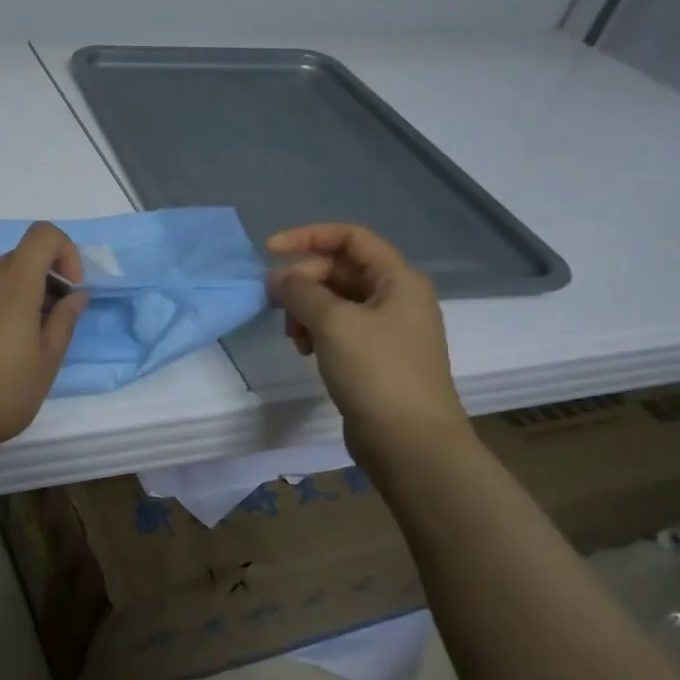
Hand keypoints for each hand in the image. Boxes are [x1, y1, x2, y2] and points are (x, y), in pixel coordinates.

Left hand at [0, 222, 89, 457]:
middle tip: (57, 319)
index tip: (72, 288)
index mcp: (15, 285)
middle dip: (48, 276)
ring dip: (25, 292)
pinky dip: (2, 305)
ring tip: (31, 338)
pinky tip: (2, 347)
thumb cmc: (6, 390)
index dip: (65, 251)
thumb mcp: (48, 359)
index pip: (42, 234)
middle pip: (23, 256)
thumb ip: (65, 319)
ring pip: (2, 276)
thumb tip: (76, 294)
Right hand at [266, 223, 469, 462]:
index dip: (308, 236)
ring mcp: (386, 329)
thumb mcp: (334, 323)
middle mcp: (396, 297)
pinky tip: (305, 350)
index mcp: (398, 280)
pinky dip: (316, 331)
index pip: (350, 237)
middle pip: (340, 269)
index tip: (269, 250)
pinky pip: (338, 328)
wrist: (411, 443)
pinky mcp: (374, 356)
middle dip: (303, 281)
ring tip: (293, 336)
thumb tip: (277, 277)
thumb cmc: (377, 373)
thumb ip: (300, 291)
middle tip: (277, 305)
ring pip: (335, 300)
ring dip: (306, 309)